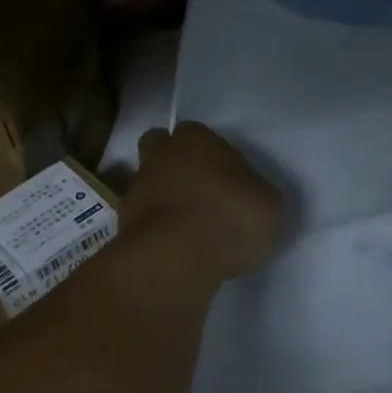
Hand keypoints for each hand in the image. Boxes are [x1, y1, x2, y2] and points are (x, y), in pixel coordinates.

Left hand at [119, 122, 285, 280]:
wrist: (177, 259)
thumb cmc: (231, 217)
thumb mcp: (269, 203)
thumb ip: (255, 192)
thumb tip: (250, 196)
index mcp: (197, 140)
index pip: (196, 133)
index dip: (208, 151)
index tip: (223, 172)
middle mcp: (161, 156)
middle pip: (159, 147)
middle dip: (172, 162)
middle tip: (197, 188)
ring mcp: (136, 190)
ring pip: (147, 183)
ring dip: (162, 198)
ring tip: (187, 225)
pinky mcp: (122, 226)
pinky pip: (141, 220)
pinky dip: (154, 229)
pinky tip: (174, 248)